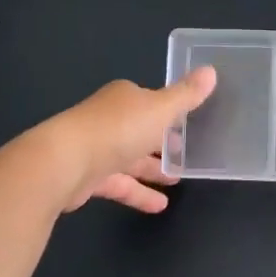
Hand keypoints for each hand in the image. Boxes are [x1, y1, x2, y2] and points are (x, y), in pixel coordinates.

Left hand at [44, 67, 217, 213]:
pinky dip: (139, 193)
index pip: (151, 101)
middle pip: (140, 130)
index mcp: (124, 99)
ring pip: (130, 159)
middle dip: (162, 142)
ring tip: (177, 181)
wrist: (64, 163)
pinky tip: (159, 206)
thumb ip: (186, 95)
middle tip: (187, 154)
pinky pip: (120, 184)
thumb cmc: (117, 130)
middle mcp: (109, 120)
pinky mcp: (88, 178)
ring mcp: (96, 149)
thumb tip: (211, 71)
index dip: (169, 112)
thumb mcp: (161, 109)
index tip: (189, 123)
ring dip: (152, 170)